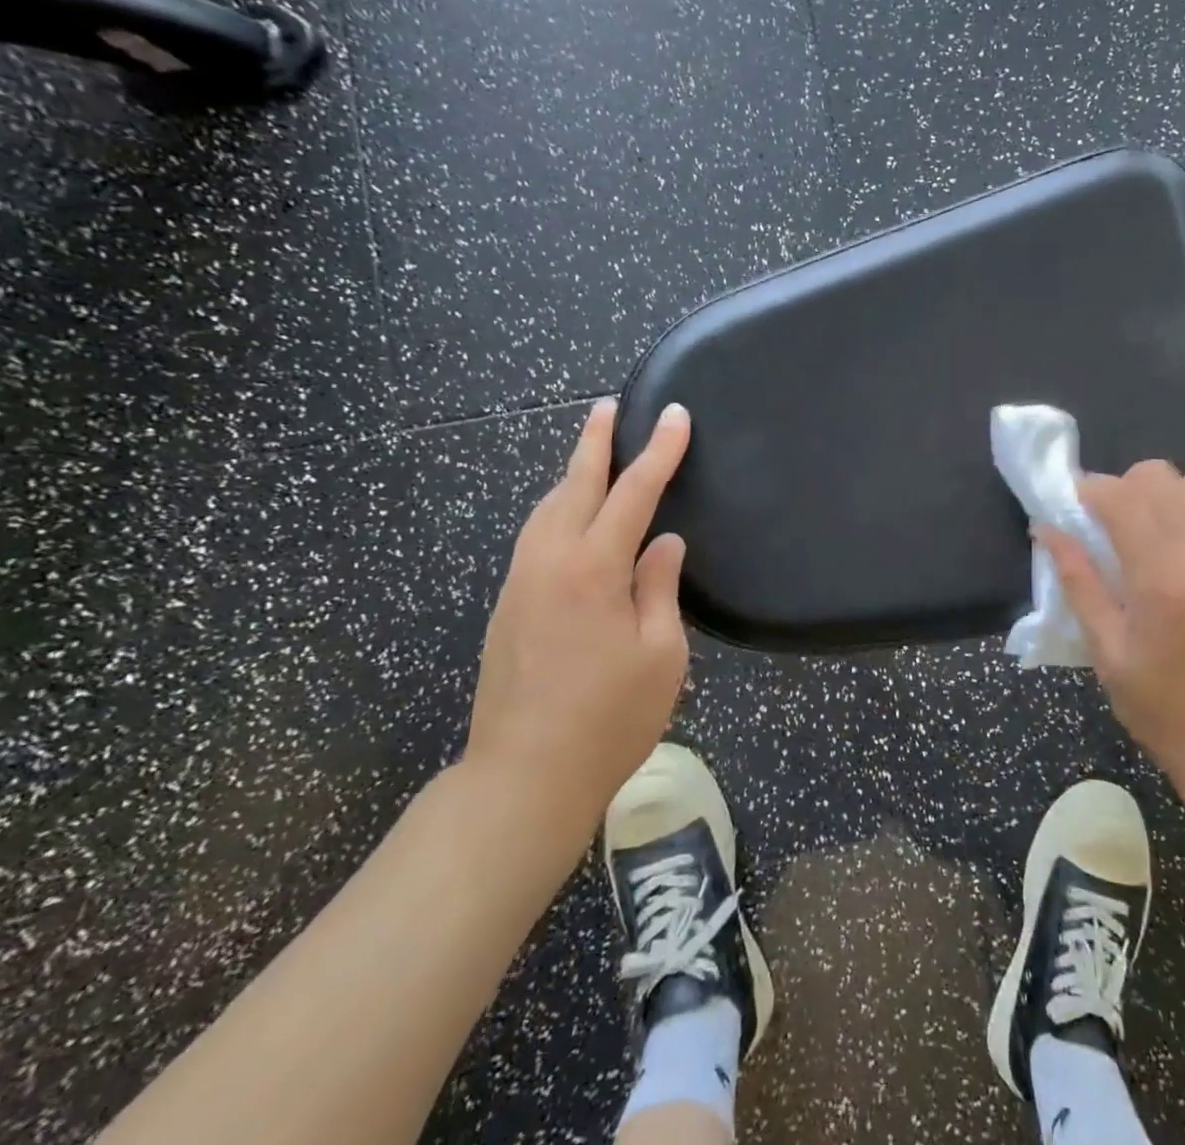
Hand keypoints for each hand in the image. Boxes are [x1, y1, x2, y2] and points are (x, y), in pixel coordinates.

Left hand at [462, 399, 692, 863]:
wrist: (524, 778)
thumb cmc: (609, 718)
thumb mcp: (660, 654)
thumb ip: (659, 588)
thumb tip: (663, 544)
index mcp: (593, 569)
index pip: (633, 493)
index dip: (658, 452)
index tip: (676, 416)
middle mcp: (550, 562)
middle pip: (574, 486)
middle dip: (595, 442)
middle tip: (609, 406)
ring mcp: (521, 583)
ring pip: (546, 509)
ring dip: (571, 473)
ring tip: (592, 451)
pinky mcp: (509, 606)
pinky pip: (536, 536)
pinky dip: (558, 508)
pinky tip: (569, 514)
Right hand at [1040, 461, 1184, 794]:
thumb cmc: (1161, 703)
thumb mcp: (1104, 648)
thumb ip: (1077, 580)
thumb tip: (1045, 528)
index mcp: (1158, 577)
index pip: (1119, 496)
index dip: (1091, 492)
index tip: (1080, 508)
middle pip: (1160, 476)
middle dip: (1128, 489)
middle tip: (1118, 524)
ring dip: (1175, 496)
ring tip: (1164, 529)